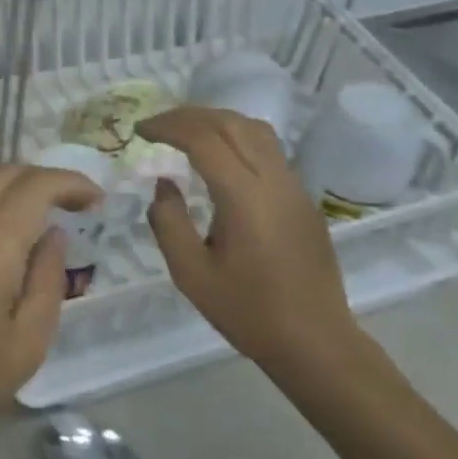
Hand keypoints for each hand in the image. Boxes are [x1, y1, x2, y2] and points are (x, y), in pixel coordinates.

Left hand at [0, 165, 101, 458]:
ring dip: (10, 186)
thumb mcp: (27, 344)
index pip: (33, 187)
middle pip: (2, 174)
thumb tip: (53, 233)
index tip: (96, 199)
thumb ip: (47, 279)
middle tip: (72, 203)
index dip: (70, 182)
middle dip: (43, 178)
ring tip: (37, 212)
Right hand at [138, 107, 364, 380]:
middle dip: (189, 116)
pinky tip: (219, 158)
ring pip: (254, 129)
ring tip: (186, 133)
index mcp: (244, 197)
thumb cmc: (249, 312)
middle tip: (157, 126)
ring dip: (216, 121)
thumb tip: (164, 184)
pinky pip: (268, 148)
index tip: (140, 132)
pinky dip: (236, 137)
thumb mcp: (192, 274)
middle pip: (230, 123)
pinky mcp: (302, 198)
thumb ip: (169, 222)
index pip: (203, 138)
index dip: (168, 127)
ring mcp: (294, 186)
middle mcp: (273, 180)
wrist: (317, 343)